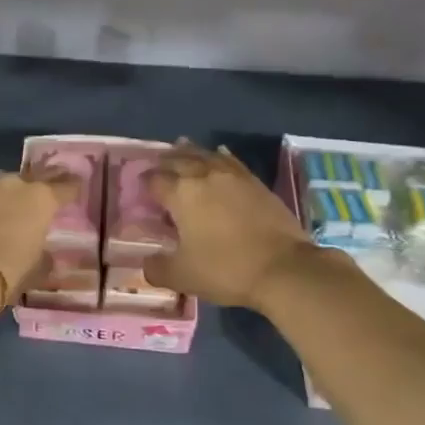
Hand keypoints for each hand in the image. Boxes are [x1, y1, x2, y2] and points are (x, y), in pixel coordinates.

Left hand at [0, 163, 81, 293]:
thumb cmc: (7, 272)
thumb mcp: (35, 270)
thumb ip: (44, 258)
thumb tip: (46, 256)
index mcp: (41, 199)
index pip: (65, 187)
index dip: (72, 188)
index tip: (76, 188)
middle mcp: (14, 185)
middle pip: (34, 178)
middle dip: (40, 185)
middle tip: (44, 195)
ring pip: (3, 186)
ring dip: (9, 195)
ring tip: (10, 210)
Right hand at [142, 142, 316, 309]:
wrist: (283, 269)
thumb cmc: (225, 269)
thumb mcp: (182, 276)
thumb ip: (157, 268)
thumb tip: (148, 263)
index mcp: (181, 194)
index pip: (155, 180)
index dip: (145, 184)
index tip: (141, 191)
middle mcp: (204, 176)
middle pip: (178, 160)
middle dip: (164, 162)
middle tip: (157, 167)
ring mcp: (233, 176)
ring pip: (205, 155)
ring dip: (190, 152)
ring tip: (181, 149)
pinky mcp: (256, 183)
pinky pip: (231, 161)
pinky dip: (219, 156)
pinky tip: (218, 155)